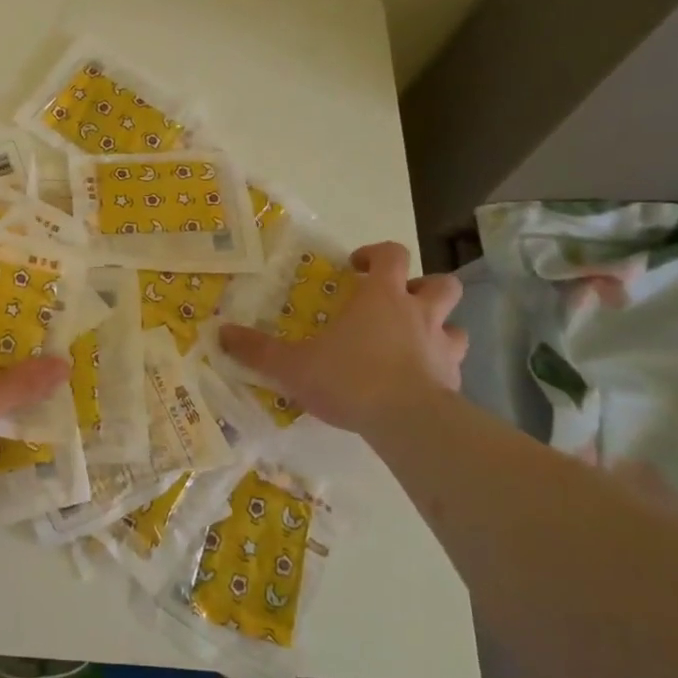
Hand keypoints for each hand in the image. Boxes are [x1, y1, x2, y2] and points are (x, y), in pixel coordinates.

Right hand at [218, 241, 467, 434]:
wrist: (407, 423)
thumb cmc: (350, 379)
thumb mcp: (293, 365)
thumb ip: (258, 349)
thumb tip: (221, 333)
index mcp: (382, 297)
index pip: (392, 255)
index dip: (376, 254)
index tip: (356, 267)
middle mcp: (419, 313)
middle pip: (440, 283)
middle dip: (422, 286)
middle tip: (396, 301)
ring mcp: (442, 347)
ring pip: (456, 324)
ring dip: (439, 327)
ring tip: (414, 341)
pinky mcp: (454, 381)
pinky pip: (453, 364)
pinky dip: (440, 366)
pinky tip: (419, 382)